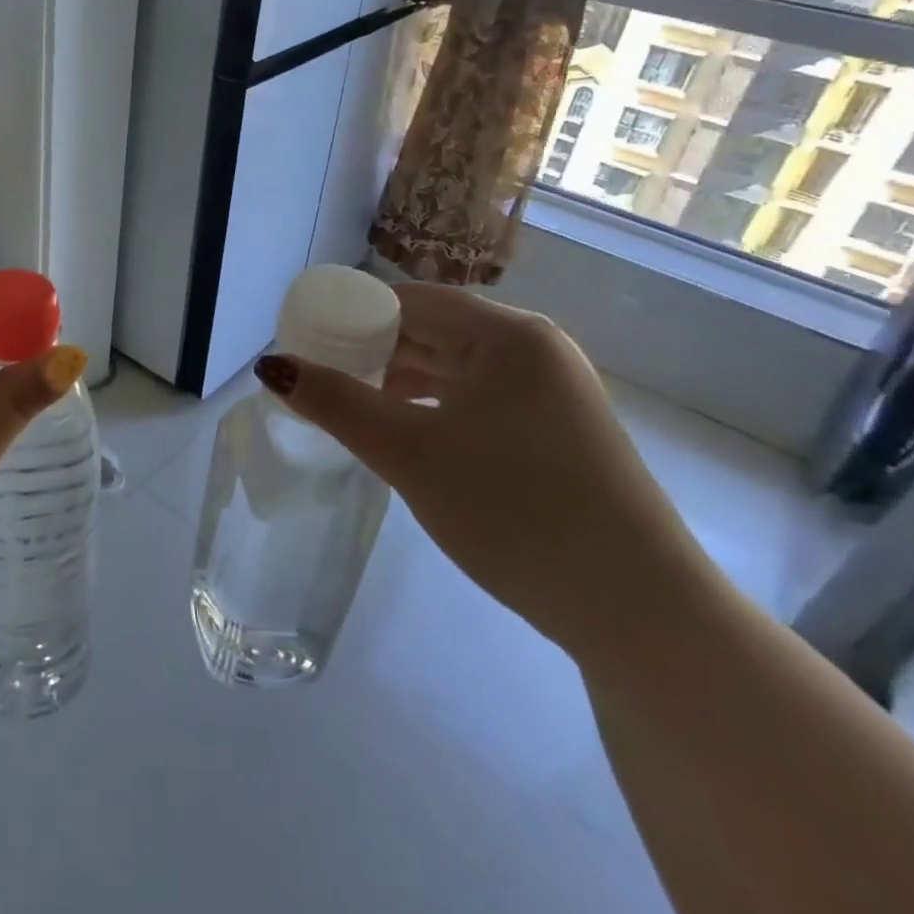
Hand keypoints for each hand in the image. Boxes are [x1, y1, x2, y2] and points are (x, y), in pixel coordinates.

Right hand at [257, 283, 711, 660]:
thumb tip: (273, 367)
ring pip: (456, 367)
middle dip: (372, 350)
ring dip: (401, 380)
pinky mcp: (561, 431)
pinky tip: (406, 433)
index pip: (409, 300)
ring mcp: (554, 391)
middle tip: (319, 376)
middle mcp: (535, 349)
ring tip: (351, 404)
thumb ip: (336, 403)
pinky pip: (480, 398)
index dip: (351, 314)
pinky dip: (435, 406)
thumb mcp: (408, 453)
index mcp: (506, 334)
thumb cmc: (515, 511)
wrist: (640, 613)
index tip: (305, 340)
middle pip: (433, 330)